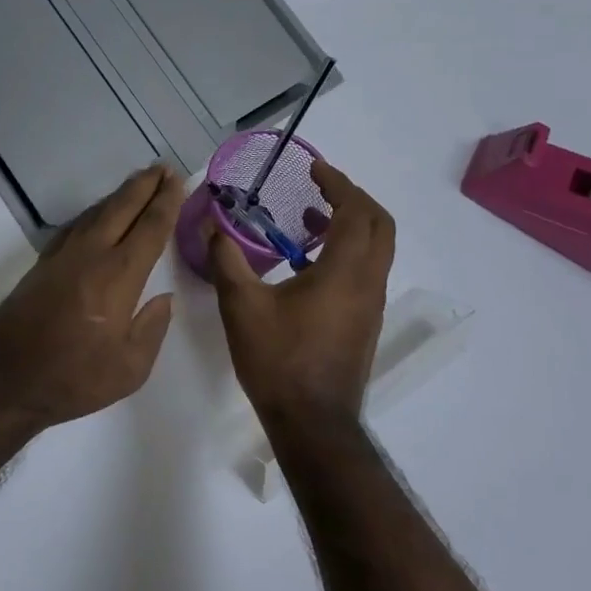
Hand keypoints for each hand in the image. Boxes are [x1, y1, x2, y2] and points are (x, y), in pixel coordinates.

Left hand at [0, 165, 184, 429]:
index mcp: (118, 277)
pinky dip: (92, 213)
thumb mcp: (130, 369)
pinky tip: (98, 214)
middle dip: (144, 186)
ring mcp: (61, 257)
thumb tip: (163, 298)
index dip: (166, 203)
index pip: (149, 229)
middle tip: (163, 168)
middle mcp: (90, 256)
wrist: (6, 381)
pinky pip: (74, 227)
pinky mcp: (41, 265)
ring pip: (95, 214)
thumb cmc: (74, 380)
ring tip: (137, 183)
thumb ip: (152, 329)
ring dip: (119, 195)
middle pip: (121, 209)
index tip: (178, 181)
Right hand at [207, 158, 395, 423]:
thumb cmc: (278, 359)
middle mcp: (368, 282)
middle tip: (320, 187)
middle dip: (353, 198)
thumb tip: (210, 222)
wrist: (311, 422)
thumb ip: (225, 258)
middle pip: (380, 225)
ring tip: (309, 219)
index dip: (338, 183)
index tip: (314, 168)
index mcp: (345, 271)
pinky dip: (347, 251)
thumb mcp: (241, 305)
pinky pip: (366, 271)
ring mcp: (370, 305)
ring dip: (351, 225)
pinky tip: (307, 265)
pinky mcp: (364, 323)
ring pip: (377, 250)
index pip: (356, 211)